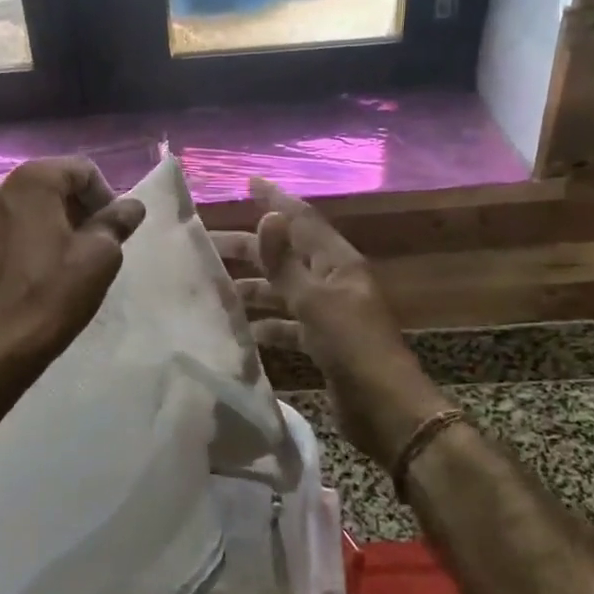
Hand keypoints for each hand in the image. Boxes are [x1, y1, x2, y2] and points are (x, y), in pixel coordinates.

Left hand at [0, 158, 145, 372]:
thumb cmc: (54, 293)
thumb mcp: (101, 256)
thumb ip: (117, 221)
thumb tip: (131, 206)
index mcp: (32, 181)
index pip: (81, 169)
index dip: (104, 195)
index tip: (112, 229)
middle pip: (48, 186)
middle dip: (74, 208)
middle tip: (92, 243)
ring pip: (21, 210)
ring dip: (45, 225)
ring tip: (60, 260)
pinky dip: (18, 244)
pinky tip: (28, 275)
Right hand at [214, 178, 445, 469]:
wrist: (386, 410)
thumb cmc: (352, 348)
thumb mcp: (316, 302)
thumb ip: (286, 262)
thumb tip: (269, 215)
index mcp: (338, 263)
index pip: (302, 221)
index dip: (276, 201)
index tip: (249, 182)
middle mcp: (334, 281)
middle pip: (287, 254)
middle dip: (250, 247)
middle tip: (207, 243)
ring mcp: (329, 313)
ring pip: (284, 289)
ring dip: (254, 285)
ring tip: (215, 285)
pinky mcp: (323, 343)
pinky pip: (288, 323)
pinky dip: (267, 323)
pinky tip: (242, 329)